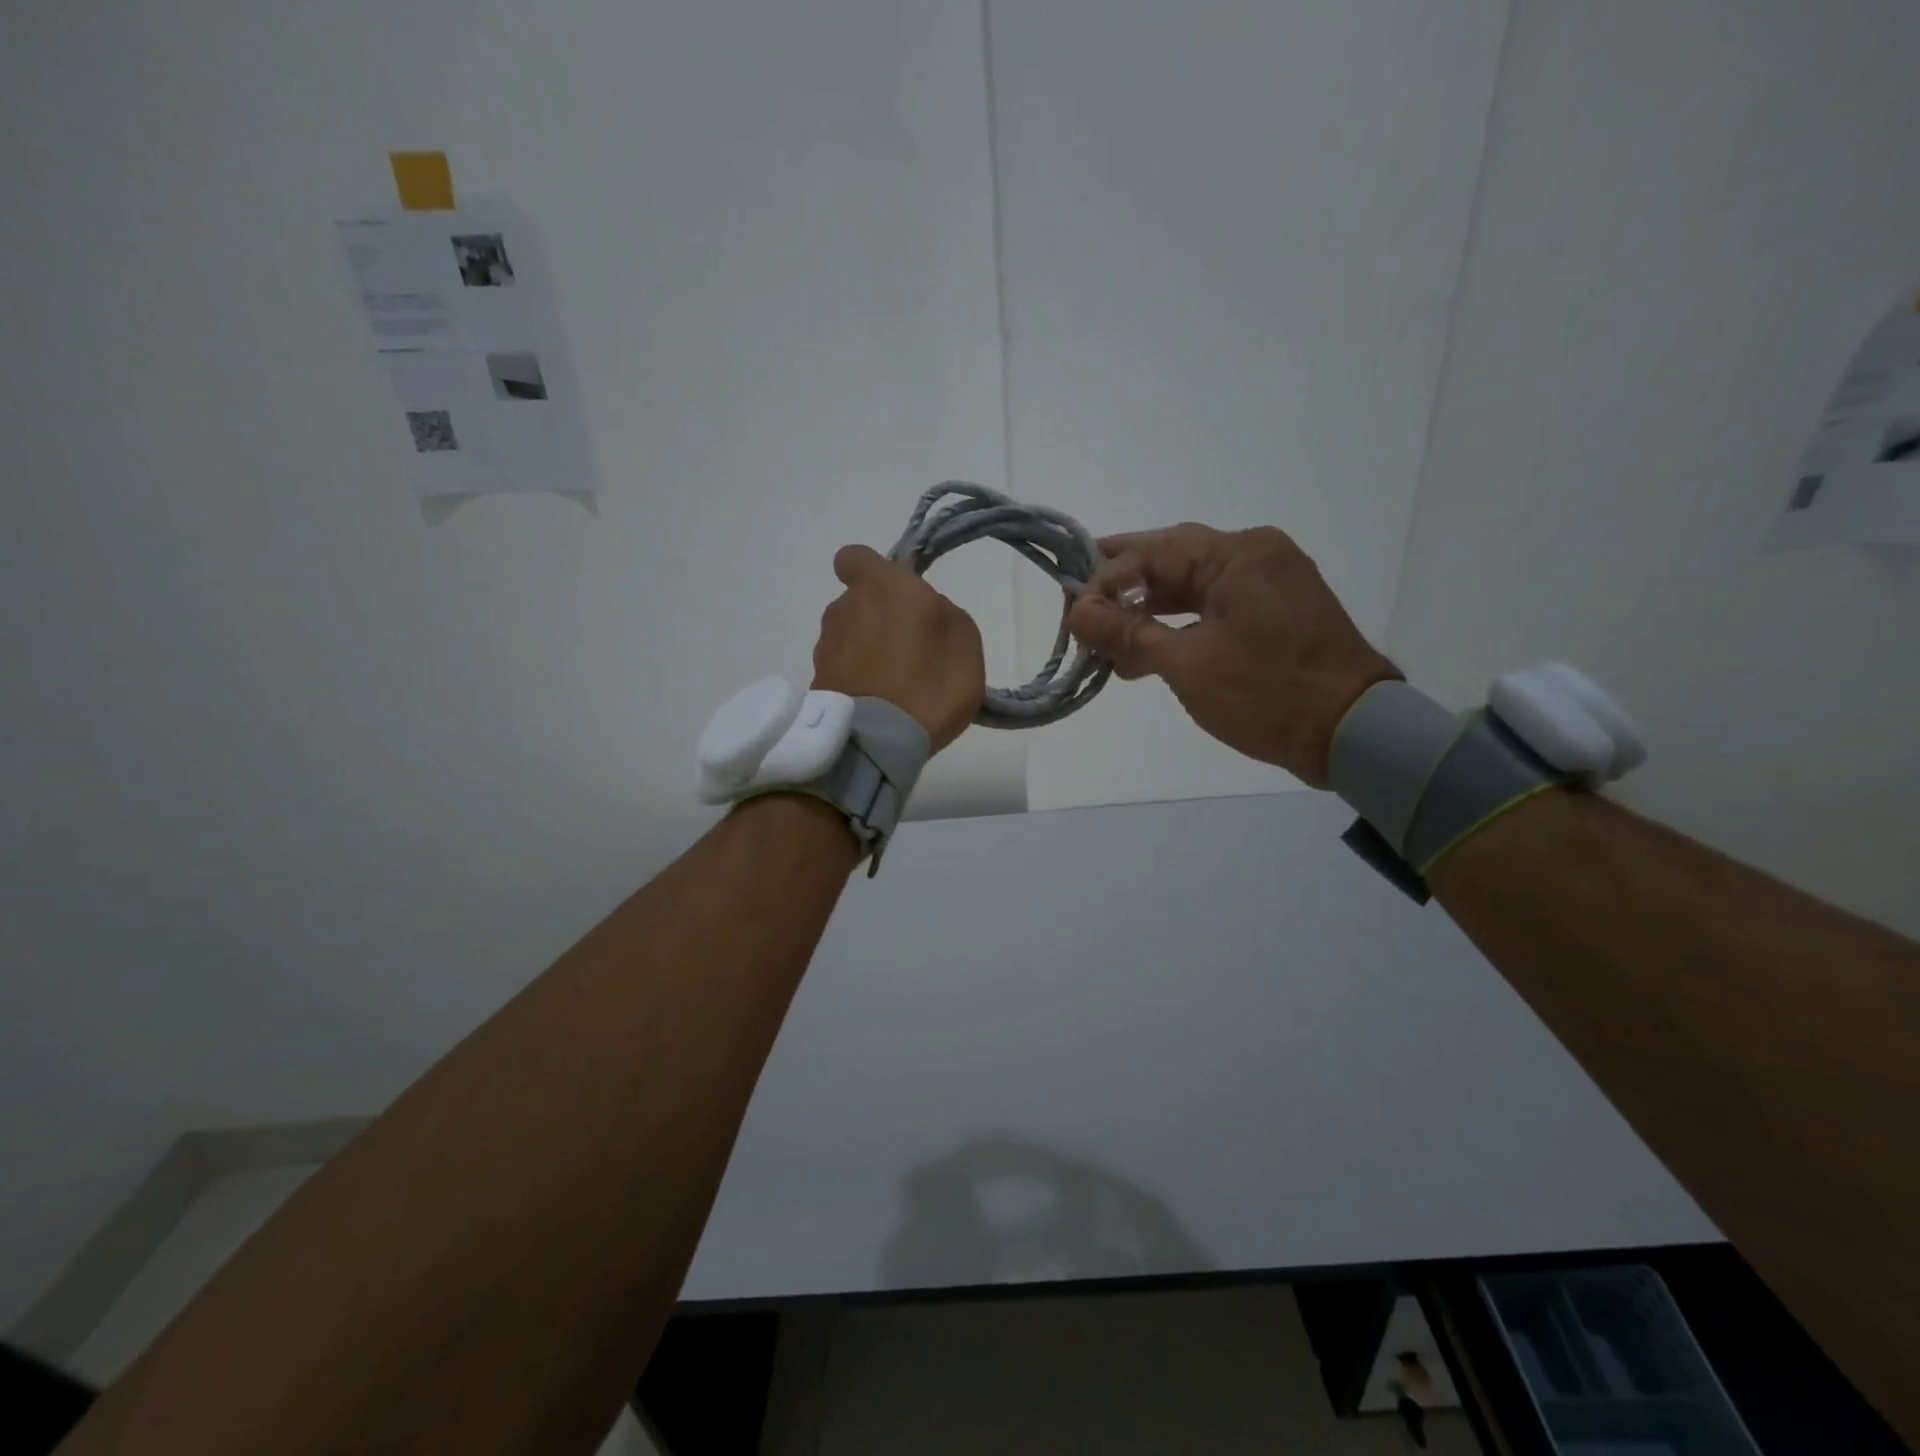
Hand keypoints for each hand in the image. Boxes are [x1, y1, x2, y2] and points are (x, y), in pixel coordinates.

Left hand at [813, 545, 985, 753]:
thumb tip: (924, 613)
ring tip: (894, 686)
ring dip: (866, 652)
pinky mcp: (816, 682)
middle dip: (877, 619)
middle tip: (909, 650)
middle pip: (857, 603)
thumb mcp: (964, 639)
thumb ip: (941, 612)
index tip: (893, 594)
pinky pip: (842, 671)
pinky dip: (857, 681)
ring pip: (848, 637)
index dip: (870, 571)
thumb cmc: (930, 680)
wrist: (879, 741)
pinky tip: (879, 706)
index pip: (854, 557)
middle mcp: (844, 608)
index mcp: (881, 586)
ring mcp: (825, 647)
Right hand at [1064, 524, 1400, 785]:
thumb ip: (1128, 633)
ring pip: (1193, 584)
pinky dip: (1181, 622)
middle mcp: (1256, 554)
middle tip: (1082, 606)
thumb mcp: (1188, 664)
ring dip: (1150, 609)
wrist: (1354, 732)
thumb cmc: (1267, 694)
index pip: (1152, 552)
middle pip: (1173, 558)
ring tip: (1109, 639)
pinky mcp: (1278, 609)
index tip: (1074, 616)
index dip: (1105, 581)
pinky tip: (1150, 649)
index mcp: (1236, 555)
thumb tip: (1077, 613)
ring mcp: (1271, 581)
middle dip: (1124, 585)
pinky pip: (1216, 603)